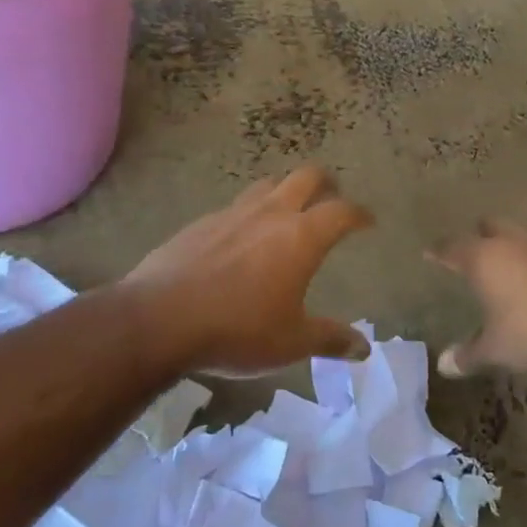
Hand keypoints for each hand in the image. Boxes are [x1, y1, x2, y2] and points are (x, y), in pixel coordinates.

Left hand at [124, 166, 373, 376]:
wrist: (159, 320)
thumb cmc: (237, 330)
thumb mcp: (290, 343)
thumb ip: (330, 340)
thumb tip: (364, 349)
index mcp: (301, 237)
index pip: (342, 212)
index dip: (359, 214)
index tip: (368, 221)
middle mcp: (271, 214)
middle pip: (306, 177)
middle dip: (325, 182)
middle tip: (331, 196)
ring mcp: (232, 213)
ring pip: (267, 185)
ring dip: (284, 191)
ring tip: (286, 211)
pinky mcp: (200, 223)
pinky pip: (234, 207)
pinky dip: (248, 214)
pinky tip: (239, 239)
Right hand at [428, 220, 526, 375]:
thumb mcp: (497, 350)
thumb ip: (468, 355)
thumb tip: (443, 365)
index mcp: (484, 258)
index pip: (452, 247)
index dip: (439, 251)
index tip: (430, 252)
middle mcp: (511, 242)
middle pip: (488, 226)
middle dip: (477, 236)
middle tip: (470, 252)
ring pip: (517, 235)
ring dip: (508, 245)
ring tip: (503, 266)